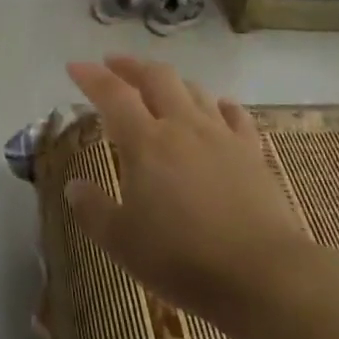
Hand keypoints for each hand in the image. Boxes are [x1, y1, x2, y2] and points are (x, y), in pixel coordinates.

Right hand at [64, 56, 305, 327]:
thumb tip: (74, 186)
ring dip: (172, 82)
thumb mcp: (122, 242)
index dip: (92, 77)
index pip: (113, 95)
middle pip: (156, 78)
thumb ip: (94, 210)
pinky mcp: (252, 153)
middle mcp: (182, 126)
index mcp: (146, 142)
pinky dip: (221, 105)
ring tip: (159, 86)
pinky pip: (235, 116)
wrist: (263, 275)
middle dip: (132, 66)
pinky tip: (219, 107)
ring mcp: (221, 136)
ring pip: (194, 90)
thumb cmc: (183, 259)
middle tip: (114, 64)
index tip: (75, 65)